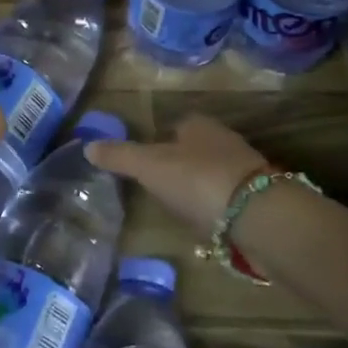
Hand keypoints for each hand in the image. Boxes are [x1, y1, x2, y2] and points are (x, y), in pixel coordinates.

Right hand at [86, 115, 269, 236]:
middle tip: (158, 185)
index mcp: (198, 125)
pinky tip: (205, 222)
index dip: (159, 140)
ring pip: (213, 173)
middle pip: (196, 148)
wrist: (257, 215)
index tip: (146, 161)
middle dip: (180, 163)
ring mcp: (245, 170)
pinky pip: (228, 199)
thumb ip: (119, 156)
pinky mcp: (259, 200)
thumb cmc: (197, 179)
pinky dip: (216, 208)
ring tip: (179, 207)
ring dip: (199, 186)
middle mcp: (225, 140)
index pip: (176, 125)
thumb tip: (87, 146)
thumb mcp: (149, 166)